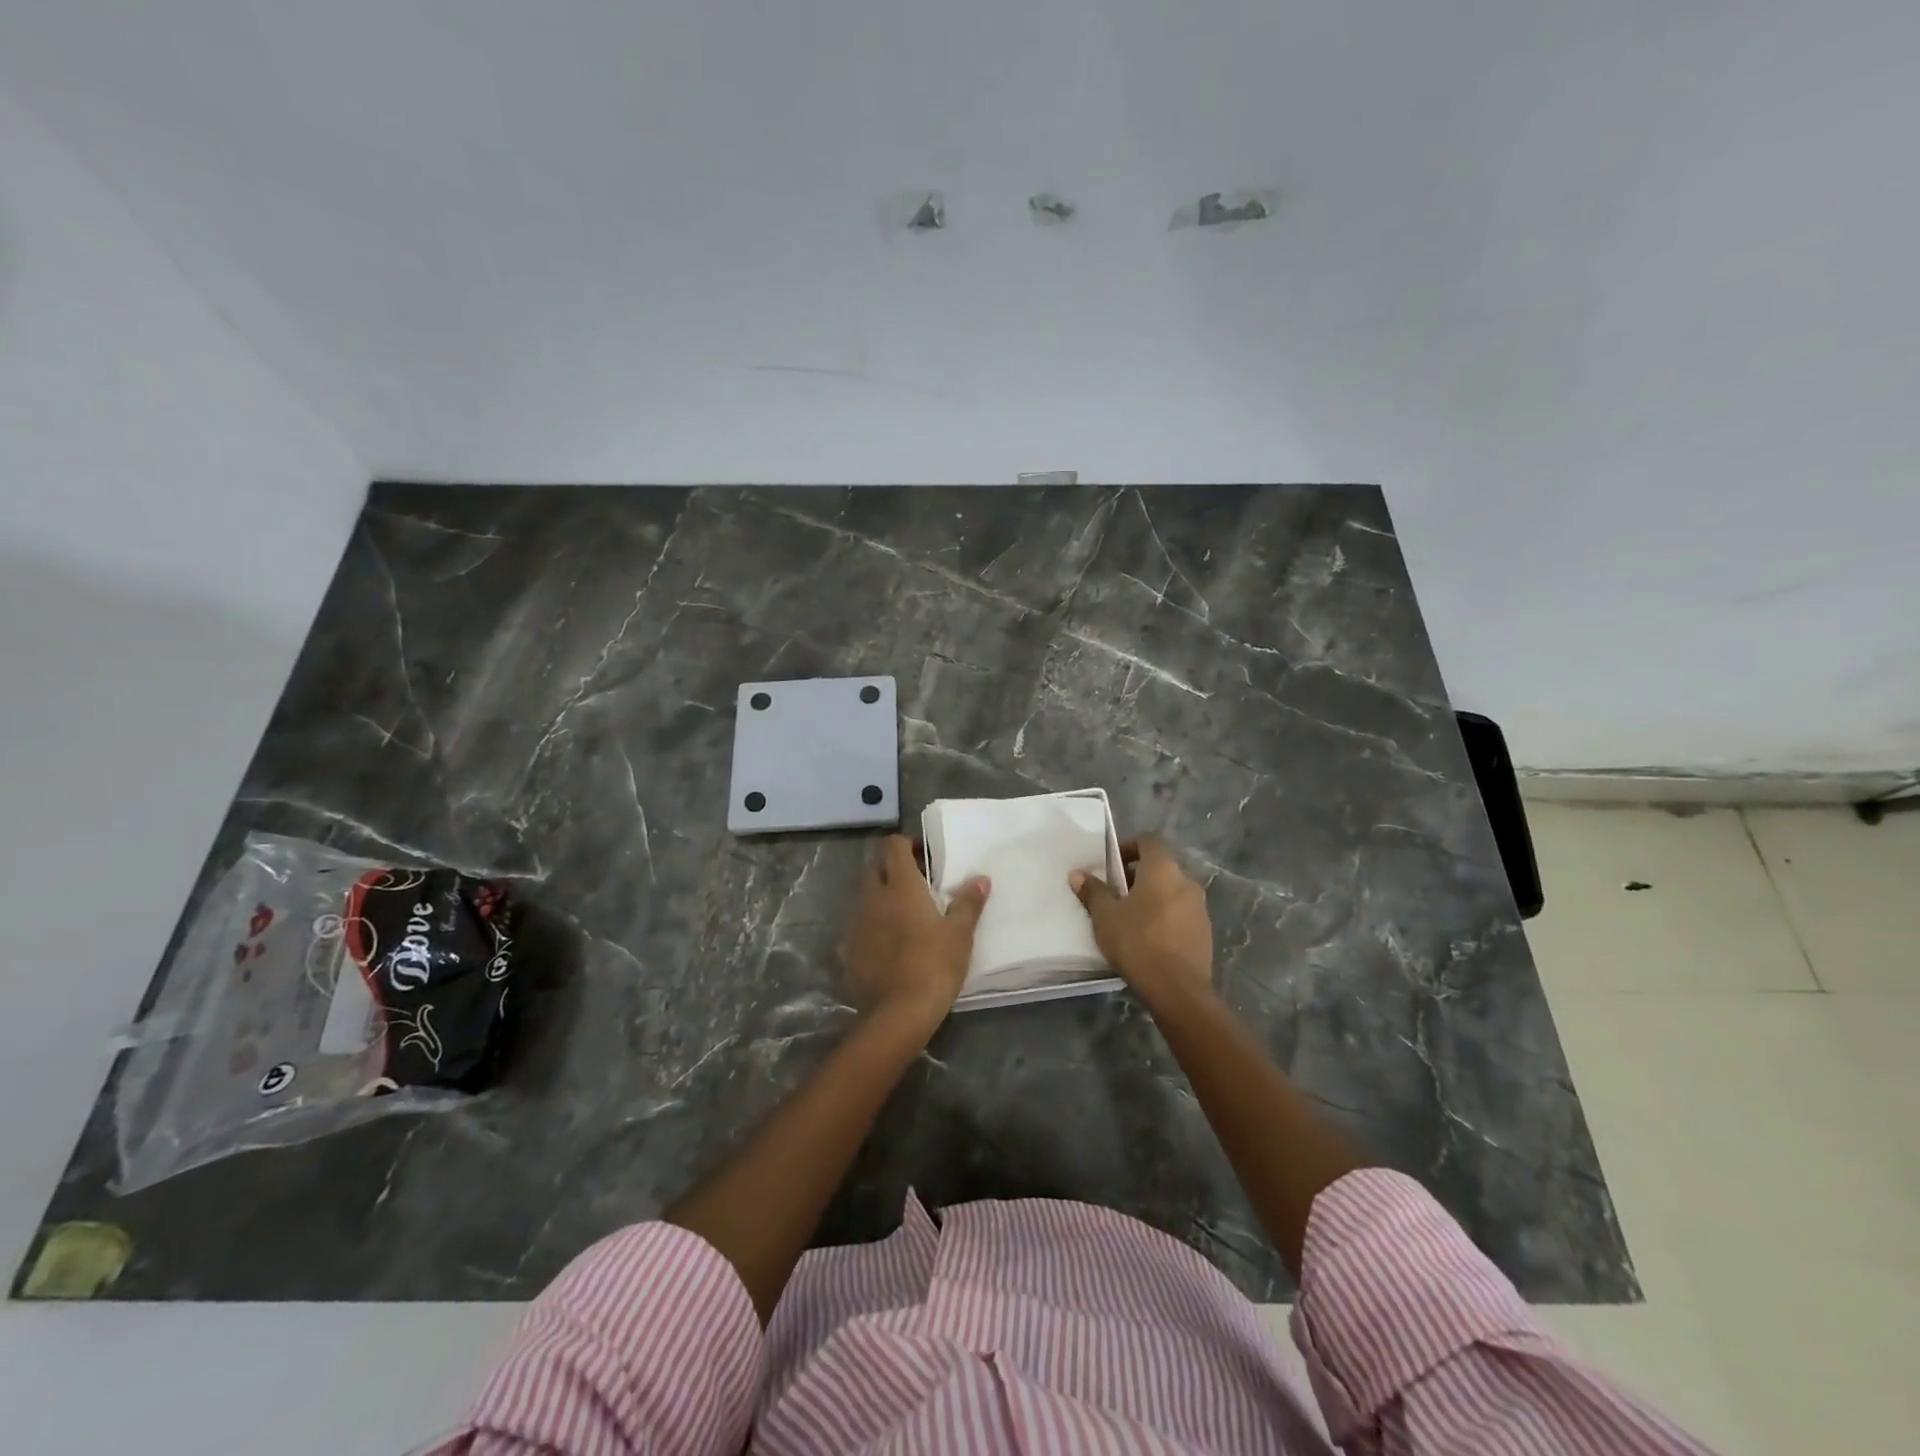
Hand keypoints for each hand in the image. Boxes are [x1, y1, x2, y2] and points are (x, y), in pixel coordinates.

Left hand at [841, 836, 988, 1027]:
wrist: (898, 1014)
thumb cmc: (934, 965)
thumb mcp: (960, 934)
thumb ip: (968, 902)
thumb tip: (981, 878)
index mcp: (899, 886)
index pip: (893, 845)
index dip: (908, 844)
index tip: (926, 857)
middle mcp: (872, 897)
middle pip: (876, 867)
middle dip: (894, 868)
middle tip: (920, 883)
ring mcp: (856, 923)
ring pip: (866, 895)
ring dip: (882, 895)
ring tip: (906, 913)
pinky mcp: (848, 948)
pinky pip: (860, 924)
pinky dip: (873, 924)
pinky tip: (891, 942)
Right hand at [1070, 835, 1212, 1004]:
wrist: (1178, 990)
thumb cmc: (1137, 942)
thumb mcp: (1106, 916)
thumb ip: (1093, 891)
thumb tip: (1077, 874)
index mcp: (1163, 869)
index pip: (1150, 840)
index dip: (1130, 846)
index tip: (1112, 865)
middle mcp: (1187, 882)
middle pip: (1161, 867)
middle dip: (1138, 876)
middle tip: (1116, 894)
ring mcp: (1200, 908)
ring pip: (1172, 891)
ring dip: (1153, 897)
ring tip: (1130, 918)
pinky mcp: (1205, 932)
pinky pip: (1181, 914)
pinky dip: (1165, 917)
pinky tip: (1149, 939)